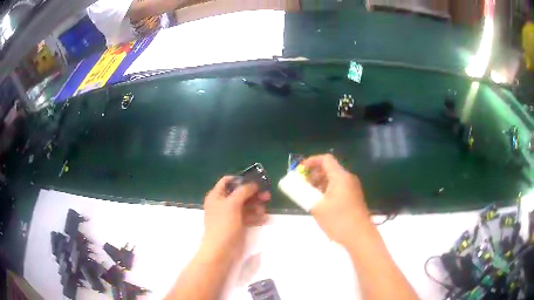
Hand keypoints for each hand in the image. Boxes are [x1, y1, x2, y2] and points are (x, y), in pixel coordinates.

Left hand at [201, 176, 270, 258]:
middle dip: (253, 193)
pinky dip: (256, 216)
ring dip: (256, 205)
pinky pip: (248, 217)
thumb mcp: (232, 204)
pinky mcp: (237, 225)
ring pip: (245, 206)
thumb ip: (243, 191)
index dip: (240, 179)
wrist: (221, 250)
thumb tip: (253, 183)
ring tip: (265, 208)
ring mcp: (230, 215)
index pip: (227, 181)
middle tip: (267, 195)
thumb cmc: (224, 224)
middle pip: (239, 193)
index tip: (255, 181)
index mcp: (216, 196)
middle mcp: (222, 204)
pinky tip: (265, 218)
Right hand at [302, 154, 370, 246]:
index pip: (325, 159)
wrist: (360, 237)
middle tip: (302, 186)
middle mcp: (348, 178)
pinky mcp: (354, 197)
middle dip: (313, 175)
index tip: (299, 171)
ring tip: (309, 197)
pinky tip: (321, 204)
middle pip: (329, 169)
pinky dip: (327, 191)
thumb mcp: (317, 207)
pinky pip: (338, 188)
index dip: (311, 161)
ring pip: (333, 179)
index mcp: (340, 177)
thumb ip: (304, 194)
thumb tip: (295, 187)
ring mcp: (352, 188)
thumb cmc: (339, 220)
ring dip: (319, 184)